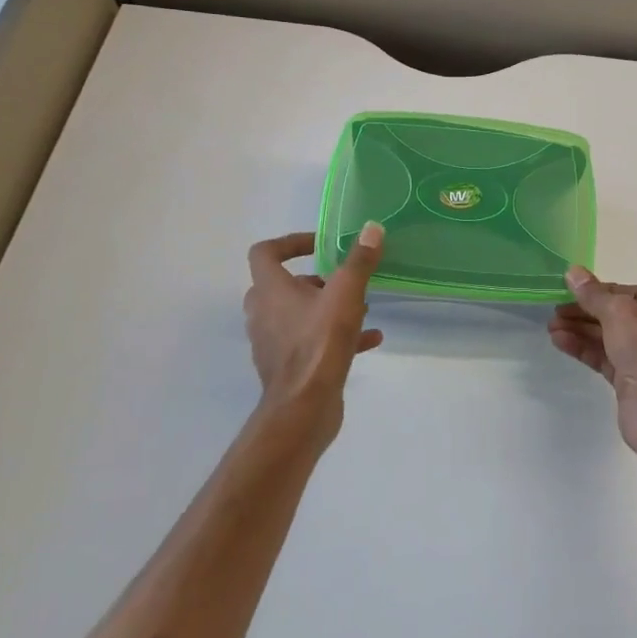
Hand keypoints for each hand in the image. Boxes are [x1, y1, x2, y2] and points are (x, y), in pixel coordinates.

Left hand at [243, 224, 385, 439]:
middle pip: (281, 285)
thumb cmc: (319, 344)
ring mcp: (273, 342)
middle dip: (314, 280)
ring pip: (298, 314)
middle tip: (342, 280)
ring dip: (327, 307)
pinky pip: (311, 340)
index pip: (265, 252)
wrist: (303, 410)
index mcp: (270, 290)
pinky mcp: (288, 366)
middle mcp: (264, 313)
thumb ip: (359, 261)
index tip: (320, 246)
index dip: (291, 243)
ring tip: (362, 308)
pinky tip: (371, 339)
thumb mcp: (345, 295)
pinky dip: (336, 335)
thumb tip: (372, 228)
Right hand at [548, 266, 636, 456]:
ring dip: (579, 330)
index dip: (599, 291)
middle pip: (615, 315)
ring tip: (551, 327)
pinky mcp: (630, 381)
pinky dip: (583, 349)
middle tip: (554, 311)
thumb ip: (593, 293)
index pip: (628, 292)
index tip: (570, 290)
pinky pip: (603, 358)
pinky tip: (560, 342)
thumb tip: (573, 271)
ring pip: (607, 338)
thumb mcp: (619, 312)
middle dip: (584, 312)